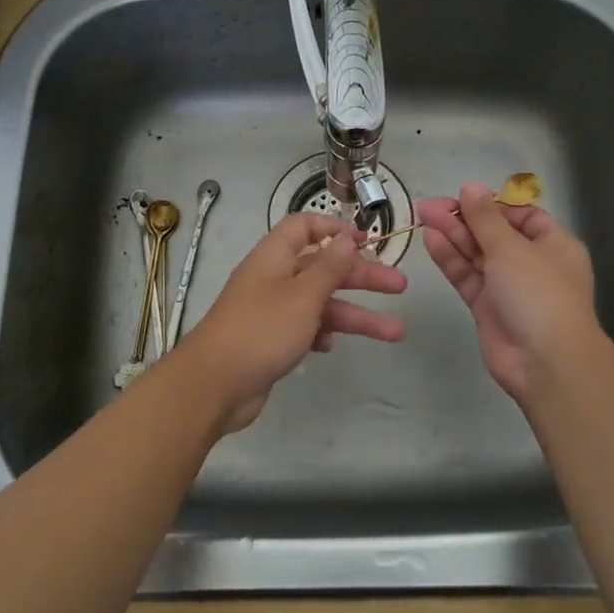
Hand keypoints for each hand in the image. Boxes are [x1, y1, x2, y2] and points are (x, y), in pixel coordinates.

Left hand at [169, 213, 406, 433]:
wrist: (214, 386)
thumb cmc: (261, 331)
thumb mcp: (302, 296)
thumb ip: (329, 267)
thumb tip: (346, 237)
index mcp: (274, 257)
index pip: (304, 227)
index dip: (335, 229)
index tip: (367, 242)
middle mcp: (273, 278)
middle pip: (323, 268)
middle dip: (362, 276)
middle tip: (399, 287)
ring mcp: (271, 311)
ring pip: (320, 304)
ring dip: (355, 315)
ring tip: (394, 332)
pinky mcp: (270, 340)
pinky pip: (304, 328)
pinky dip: (322, 333)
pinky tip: (332, 346)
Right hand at [417, 182, 598, 403]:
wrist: (544, 361)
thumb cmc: (538, 293)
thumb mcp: (511, 247)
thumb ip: (485, 217)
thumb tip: (470, 186)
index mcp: (552, 244)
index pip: (520, 216)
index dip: (491, 205)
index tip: (462, 197)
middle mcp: (531, 263)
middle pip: (493, 234)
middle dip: (463, 219)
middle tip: (427, 207)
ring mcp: (508, 287)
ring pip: (477, 255)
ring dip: (452, 236)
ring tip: (422, 217)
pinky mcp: (487, 308)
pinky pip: (467, 277)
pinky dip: (450, 259)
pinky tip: (430, 241)